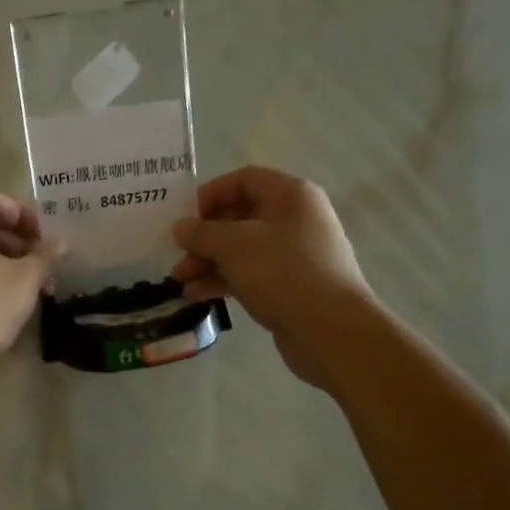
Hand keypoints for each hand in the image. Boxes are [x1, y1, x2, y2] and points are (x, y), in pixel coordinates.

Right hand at [171, 166, 373, 389]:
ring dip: (209, 262)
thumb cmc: (283, 273)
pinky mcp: (290, 285)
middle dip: (204, 237)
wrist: (331, 329)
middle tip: (178, 256)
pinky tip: (198, 295)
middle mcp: (295, 218)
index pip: (243, 180)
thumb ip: (201, 233)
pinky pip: (250, 273)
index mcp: (290, 195)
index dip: (210, 194)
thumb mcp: (234, 246)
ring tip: (181, 282)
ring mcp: (294, 253)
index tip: (183, 218)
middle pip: (239, 216)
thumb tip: (180, 228)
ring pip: (242, 249)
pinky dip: (224, 280)